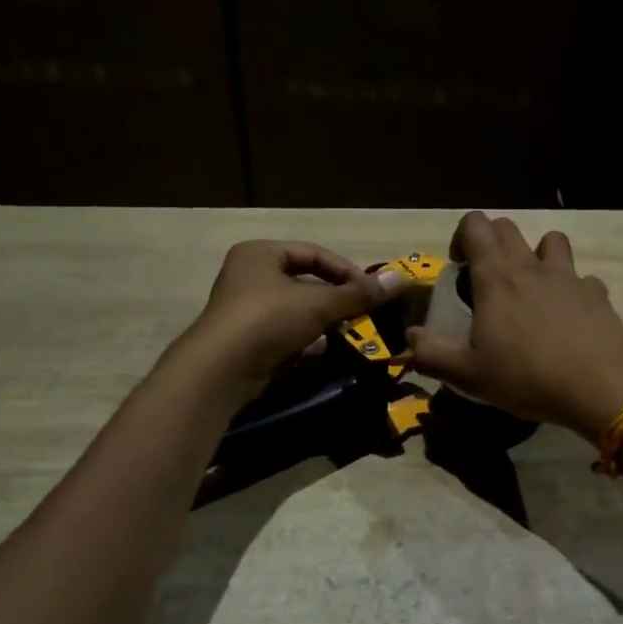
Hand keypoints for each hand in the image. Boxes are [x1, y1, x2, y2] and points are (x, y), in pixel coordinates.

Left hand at [177, 241, 402, 395]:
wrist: (221, 370)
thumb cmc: (269, 320)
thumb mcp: (319, 304)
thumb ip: (359, 294)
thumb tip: (401, 279)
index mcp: (261, 254)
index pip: (314, 253)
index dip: (345, 270)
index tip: (371, 291)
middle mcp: (249, 276)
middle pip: (305, 283)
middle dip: (335, 300)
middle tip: (361, 314)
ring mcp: (245, 310)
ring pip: (296, 311)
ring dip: (321, 323)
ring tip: (345, 334)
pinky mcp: (246, 341)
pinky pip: (284, 335)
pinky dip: (304, 342)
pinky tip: (319, 353)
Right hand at [407, 213, 622, 442]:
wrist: (600, 386)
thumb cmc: (527, 377)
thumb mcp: (469, 375)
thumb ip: (432, 354)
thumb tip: (410, 337)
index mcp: (496, 276)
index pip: (475, 224)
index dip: (462, 238)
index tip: (460, 269)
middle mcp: (531, 265)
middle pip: (508, 227)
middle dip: (492, 243)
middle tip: (487, 282)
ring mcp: (568, 276)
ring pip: (551, 241)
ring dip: (537, 255)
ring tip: (531, 290)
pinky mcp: (597, 294)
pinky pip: (581, 279)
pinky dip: (572, 290)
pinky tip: (568, 318)